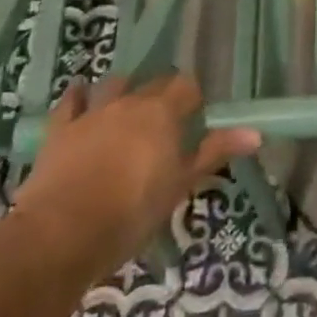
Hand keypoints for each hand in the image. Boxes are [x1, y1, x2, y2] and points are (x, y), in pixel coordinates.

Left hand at [13, 75, 260, 284]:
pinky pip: (72, 100)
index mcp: (163, 112)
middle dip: (162, 95)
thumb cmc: (132, 211)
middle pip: (153, 82)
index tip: (194, 120)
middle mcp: (130, 102)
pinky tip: (83, 101)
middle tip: (166, 123)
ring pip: (114, 84)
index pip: (186, 86)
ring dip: (124, 91)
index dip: (192, 100)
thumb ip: (214, 152)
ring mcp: (92, 112)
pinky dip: (80, 98)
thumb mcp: (180, 185)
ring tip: (127, 109)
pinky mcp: (60, 129)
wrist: (62, 233)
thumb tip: (256, 133)